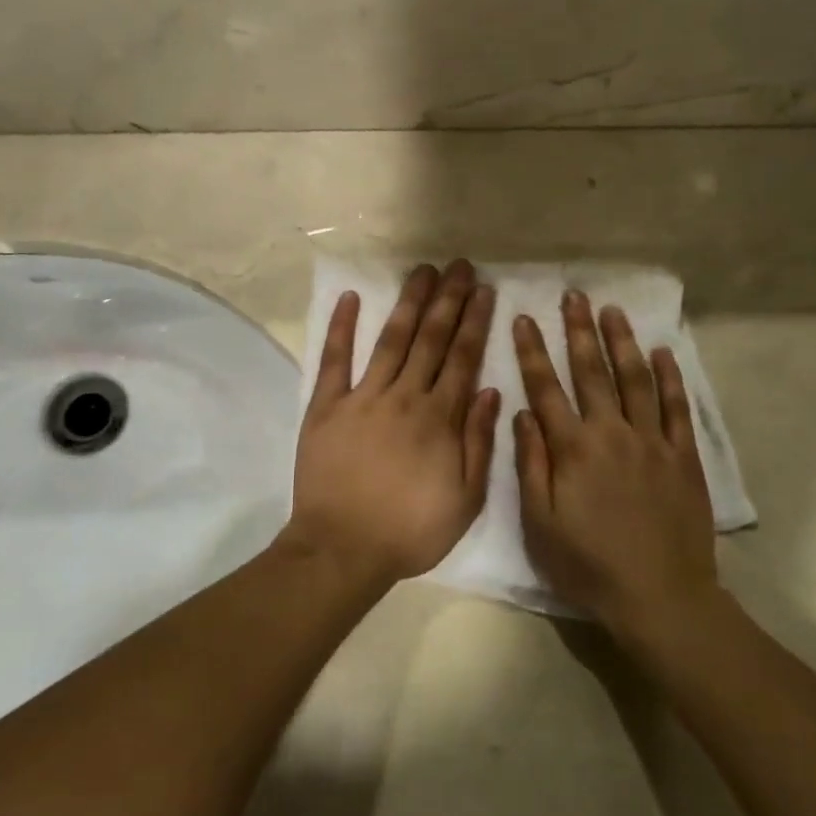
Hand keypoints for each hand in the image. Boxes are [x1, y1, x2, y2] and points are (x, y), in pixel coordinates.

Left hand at [286, 261, 499, 583]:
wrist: (342, 549)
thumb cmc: (410, 530)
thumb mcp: (465, 499)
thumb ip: (478, 442)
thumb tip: (489, 390)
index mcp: (439, 418)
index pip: (462, 357)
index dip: (475, 321)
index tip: (484, 290)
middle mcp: (404, 397)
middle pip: (430, 338)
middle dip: (448, 299)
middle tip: (459, 266)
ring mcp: (362, 397)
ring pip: (391, 340)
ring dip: (408, 303)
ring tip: (422, 271)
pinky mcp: (326, 407)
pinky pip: (334, 360)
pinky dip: (341, 328)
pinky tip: (350, 298)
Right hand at [513, 292, 717, 635]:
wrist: (660, 596)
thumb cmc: (589, 564)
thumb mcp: (541, 523)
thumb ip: (531, 465)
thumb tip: (522, 413)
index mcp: (573, 449)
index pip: (546, 388)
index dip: (533, 351)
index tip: (524, 318)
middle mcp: (611, 433)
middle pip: (592, 372)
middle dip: (579, 331)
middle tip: (574, 296)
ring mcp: (652, 441)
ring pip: (635, 379)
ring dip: (622, 342)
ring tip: (612, 310)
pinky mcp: (683, 456)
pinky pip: (676, 408)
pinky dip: (670, 378)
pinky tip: (662, 352)